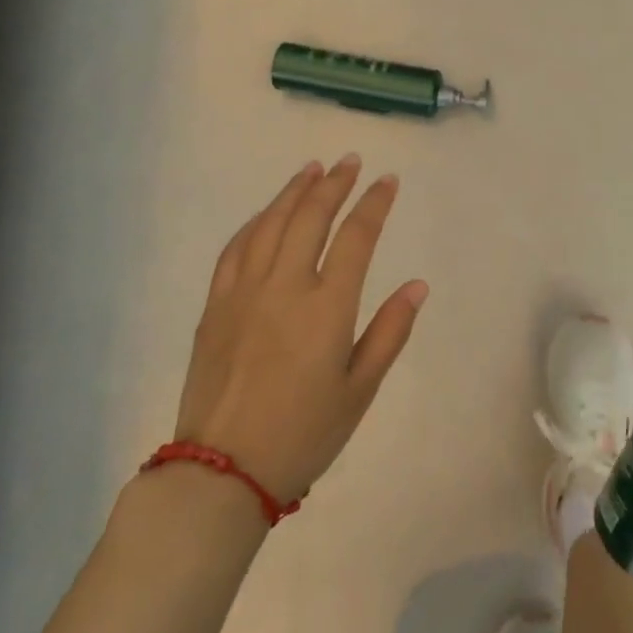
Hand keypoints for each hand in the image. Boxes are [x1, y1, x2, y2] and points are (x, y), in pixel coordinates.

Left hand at [175, 156, 427, 504]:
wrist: (223, 471)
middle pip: (311, 217)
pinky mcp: (215, 304)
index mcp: (327, 307)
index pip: (357, 237)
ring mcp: (245, 291)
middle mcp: (285, 286)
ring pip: (271, 223)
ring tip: (313, 169)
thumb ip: (389, 332)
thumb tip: (417, 285)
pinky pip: (236, 248)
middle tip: (351, 161)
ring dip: (294, 191)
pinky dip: (256, 221)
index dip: (375, 203)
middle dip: (335, 184)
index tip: (388, 180)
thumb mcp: (360, 390)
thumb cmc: (304, 434)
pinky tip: (267, 213)